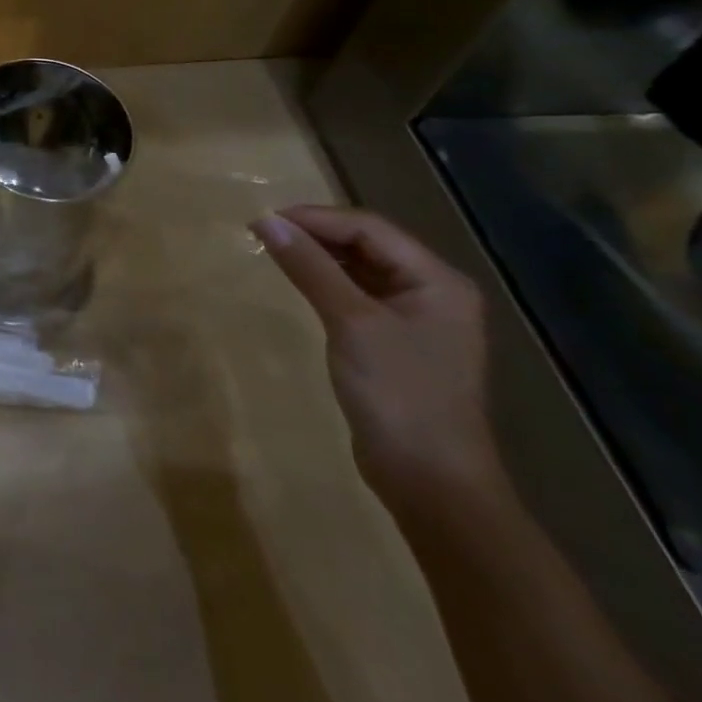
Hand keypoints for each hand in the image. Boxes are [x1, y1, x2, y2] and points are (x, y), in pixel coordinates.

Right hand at [252, 205, 501, 507]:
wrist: (431, 483)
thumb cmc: (399, 395)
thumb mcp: (351, 322)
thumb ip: (310, 267)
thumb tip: (265, 221)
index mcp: (437, 280)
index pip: (369, 227)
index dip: (315, 218)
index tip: (264, 220)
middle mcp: (433, 291)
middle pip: (367, 243)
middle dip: (316, 233)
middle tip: (264, 232)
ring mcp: (416, 318)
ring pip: (360, 267)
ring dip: (319, 256)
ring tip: (274, 250)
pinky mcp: (396, 342)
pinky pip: (357, 294)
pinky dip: (326, 282)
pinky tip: (299, 282)